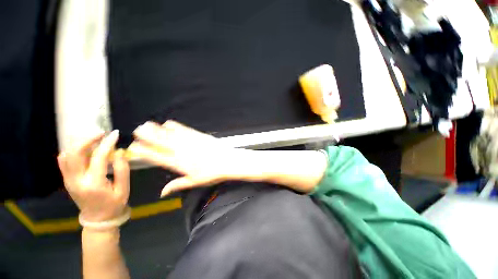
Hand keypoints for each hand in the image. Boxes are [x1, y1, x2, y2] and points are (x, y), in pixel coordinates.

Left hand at [58, 130, 129, 221]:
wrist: (98, 219)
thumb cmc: (114, 204)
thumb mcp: (124, 189)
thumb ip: (122, 170)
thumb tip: (119, 152)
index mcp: (93, 184)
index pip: (98, 157)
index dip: (107, 143)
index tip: (115, 134)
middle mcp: (77, 180)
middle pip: (75, 153)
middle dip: (87, 139)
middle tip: (101, 133)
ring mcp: (69, 180)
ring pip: (66, 155)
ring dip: (79, 143)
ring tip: (93, 139)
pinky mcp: (67, 180)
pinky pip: (64, 161)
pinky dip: (72, 150)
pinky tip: (83, 149)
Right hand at [131, 121, 241, 196]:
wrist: (228, 161)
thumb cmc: (212, 173)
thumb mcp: (194, 182)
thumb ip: (177, 185)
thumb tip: (162, 192)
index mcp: (179, 164)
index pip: (156, 157)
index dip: (143, 152)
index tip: (134, 148)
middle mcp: (181, 151)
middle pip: (160, 142)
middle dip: (146, 136)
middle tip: (136, 130)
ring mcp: (189, 141)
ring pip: (169, 133)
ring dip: (157, 128)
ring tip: (146, 124)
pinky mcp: (198, 135)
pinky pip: (183, 129)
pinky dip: (174, 126)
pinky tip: (168, 123)